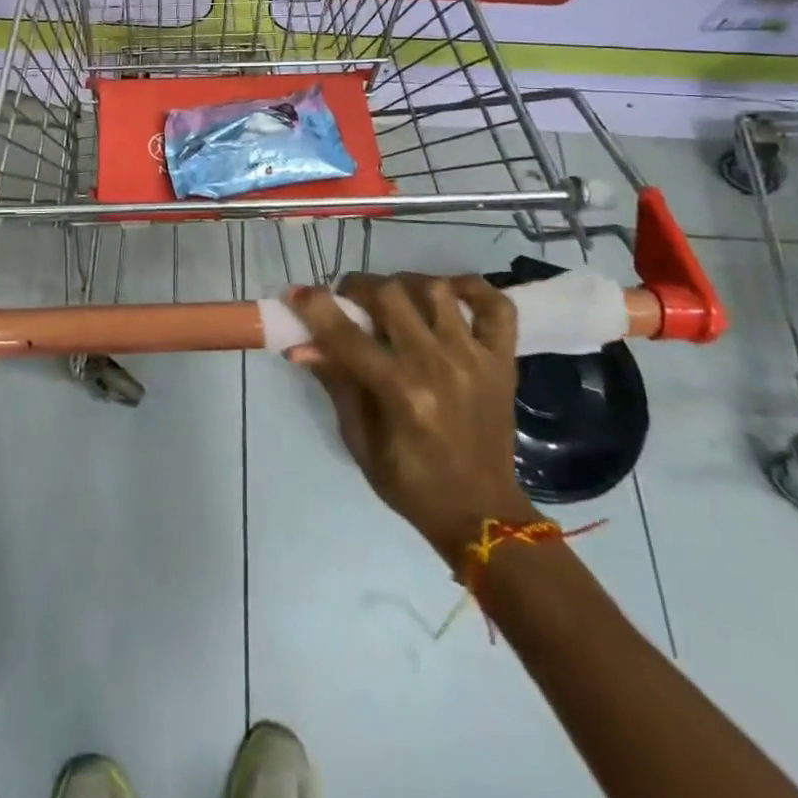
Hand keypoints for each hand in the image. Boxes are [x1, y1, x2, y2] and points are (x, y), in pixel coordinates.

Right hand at [288, 273, 533, 567]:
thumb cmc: (410, 483)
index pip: (346, 335)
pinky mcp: (503, 361)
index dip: (314, 307)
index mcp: (401, 393)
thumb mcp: (359, 439)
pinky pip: (496, 306)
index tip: (295, 292)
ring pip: (436, 290)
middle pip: (391, 296)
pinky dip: (472, 288)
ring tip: (392, 298)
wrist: (482, 514)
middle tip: (347, 299)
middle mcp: (438, 366)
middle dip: (358, 287)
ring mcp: (475, 359)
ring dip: (405, 283)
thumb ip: (336, 382)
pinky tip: (446, 293)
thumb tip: (300, 344)